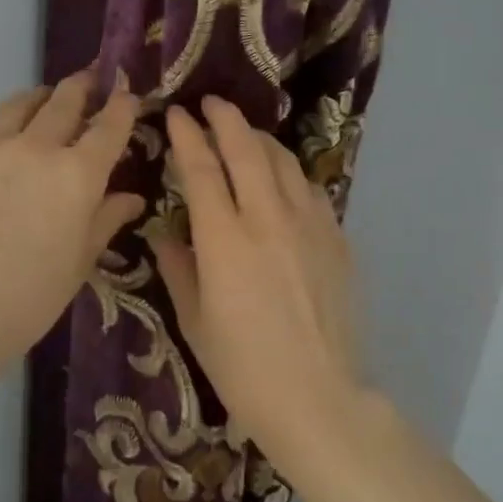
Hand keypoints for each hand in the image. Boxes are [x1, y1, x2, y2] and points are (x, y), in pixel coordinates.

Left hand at [0, 72, 143, 371]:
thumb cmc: (30, 295)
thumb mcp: (79, 261)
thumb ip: (105, 220)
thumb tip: (132, 198)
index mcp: (78, 174)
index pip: (109, 126)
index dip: (122, 105)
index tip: (128, 93)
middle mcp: (38, 148)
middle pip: (65, 100)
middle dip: (83, 86)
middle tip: (91, 79)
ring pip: (21, 104)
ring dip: (41, 96)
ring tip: (46, 97)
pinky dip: (5, 123)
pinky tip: (4, 136)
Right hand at [146, 97, 361, 446]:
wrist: (318, 398)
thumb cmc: (243, 368)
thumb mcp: (194, 321)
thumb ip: (178, 268)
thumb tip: (165, 235)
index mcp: (224, 239)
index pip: (202, 168)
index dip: (187, 136)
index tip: (176, 114)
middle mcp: (268, 219)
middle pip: (247, 149)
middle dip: (225, 118)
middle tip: (211, 103)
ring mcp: (310, 226)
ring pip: (284, 161)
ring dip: (260, 139)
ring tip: (244, 134)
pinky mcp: (337, 240)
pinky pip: (311, 189)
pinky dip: (291, 173)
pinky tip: (283, 180)